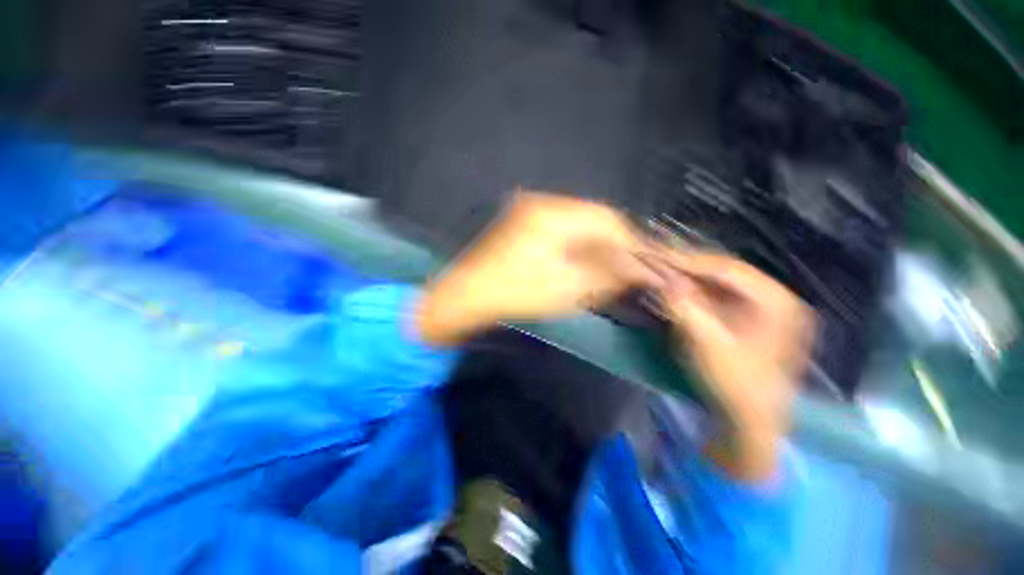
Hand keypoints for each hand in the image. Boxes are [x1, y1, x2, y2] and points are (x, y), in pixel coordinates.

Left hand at [415, 192, 660, 344]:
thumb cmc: (516, 293)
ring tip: (608, 270)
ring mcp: (530, 212)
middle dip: (613, 245)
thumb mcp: (566, 288)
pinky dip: (577, 246)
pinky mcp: (524, 224)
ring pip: (578, 225)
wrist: (467, 296)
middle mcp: (542, 203)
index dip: (629, 241)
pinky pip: (561, 231)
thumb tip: (638, 270)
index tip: (645, 262)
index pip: (606, 219)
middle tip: (627, 269)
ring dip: (596, 246)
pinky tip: (583, 263)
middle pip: (593, 219)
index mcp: (553, 214)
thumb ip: (606, 275)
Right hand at [651, 250, 814, 480]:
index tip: (656, 256)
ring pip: (720, 283)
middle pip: (725, 272)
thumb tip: (665, 278)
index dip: (688, 261)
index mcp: (777, 303)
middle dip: (687, 267)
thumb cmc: (733, 385)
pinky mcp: (751, 319)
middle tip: (655, 261)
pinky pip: (719, 296)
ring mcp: (765, 309)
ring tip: (661, 271)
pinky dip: (695, 292)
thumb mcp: (706, 345)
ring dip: (689, 278)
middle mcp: (776, 299)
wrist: (748, 422)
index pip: (727, 269)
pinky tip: (676, 290)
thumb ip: (685, 308)